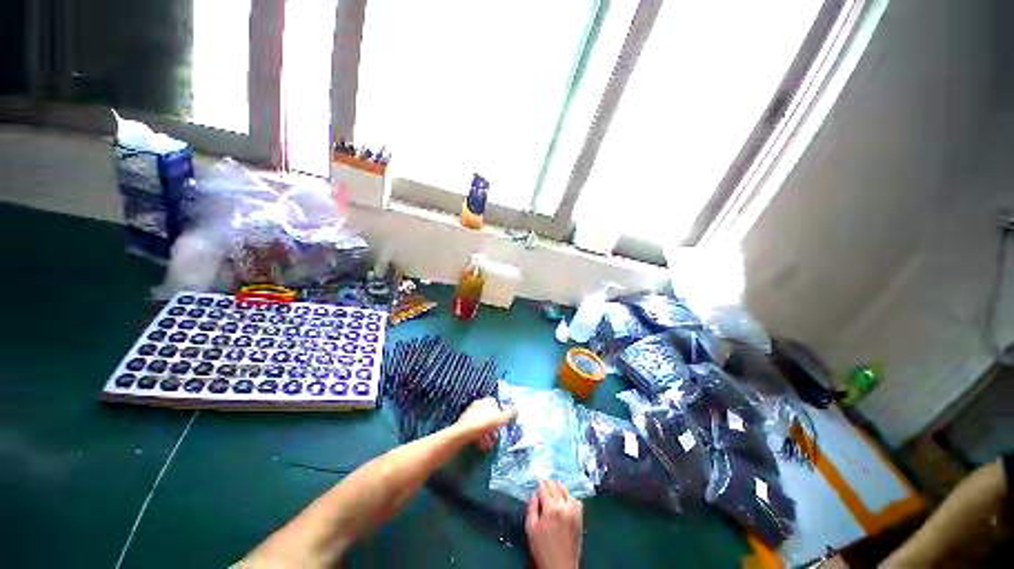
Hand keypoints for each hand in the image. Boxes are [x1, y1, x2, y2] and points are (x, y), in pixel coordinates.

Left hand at [456, 397, 515, 449]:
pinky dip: (479, 436)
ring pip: (481, 424)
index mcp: (488, 400)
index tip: (502, 425)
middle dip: (493, 427)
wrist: (466, 431)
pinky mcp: (464, 422)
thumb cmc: (487, 422)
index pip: (497, 405)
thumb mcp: (503, 418)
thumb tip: (516, 410)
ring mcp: (470, 413)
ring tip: (489, 444)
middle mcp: (479, 404)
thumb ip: (510, 414)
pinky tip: (481, 445)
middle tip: (496, 437)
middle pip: (489, 416)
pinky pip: (474, 429)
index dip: (500, 416)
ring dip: (486, 434)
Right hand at [526, 480, 582, 568]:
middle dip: (549, 485)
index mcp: (551, 508)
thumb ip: (531, 507)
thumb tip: (534, 494)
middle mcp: (564, 506)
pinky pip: (576, 500)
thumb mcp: (530, 528)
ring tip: (554, 492)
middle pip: (555, 486)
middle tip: (544, 487)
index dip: (539, 484)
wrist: (560, 566)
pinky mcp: (580, 517)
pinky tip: (565, 501)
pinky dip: (570, 497)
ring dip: (559, 489)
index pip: (544, 487)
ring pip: (566, 491)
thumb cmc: (543, 549)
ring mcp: (574, 511)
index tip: (537, 484)